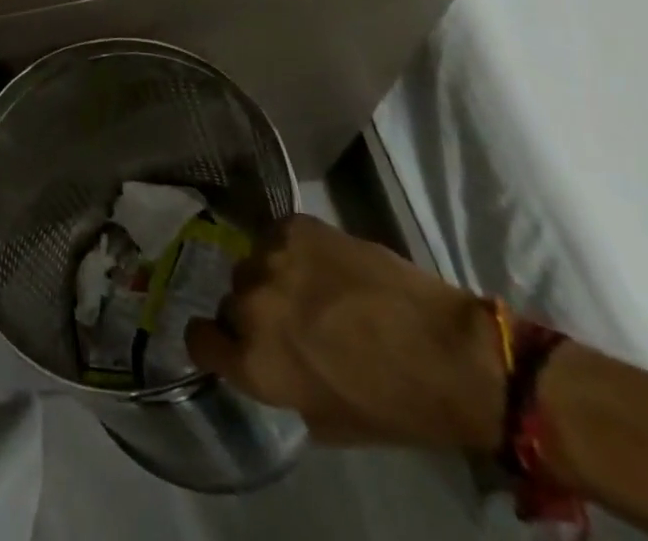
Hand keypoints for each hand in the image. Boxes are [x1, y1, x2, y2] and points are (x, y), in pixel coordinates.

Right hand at [185, 215, 503, 450]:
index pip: (198, 339)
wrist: (450, 353)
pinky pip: (275, 237)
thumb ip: (279, 386)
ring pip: (252, 265)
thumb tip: (265, 361)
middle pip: (230, 300)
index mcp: (254, 362)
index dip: (215, 342)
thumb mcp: (326, 420)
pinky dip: (291, 250)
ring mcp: (270, 258)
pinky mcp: (294, 226)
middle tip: (290, 320)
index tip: (233, 343)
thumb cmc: (394, 405)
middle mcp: (249, 305)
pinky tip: (323, 264)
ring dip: (272, 278)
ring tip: (311, 288)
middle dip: (252, 311)